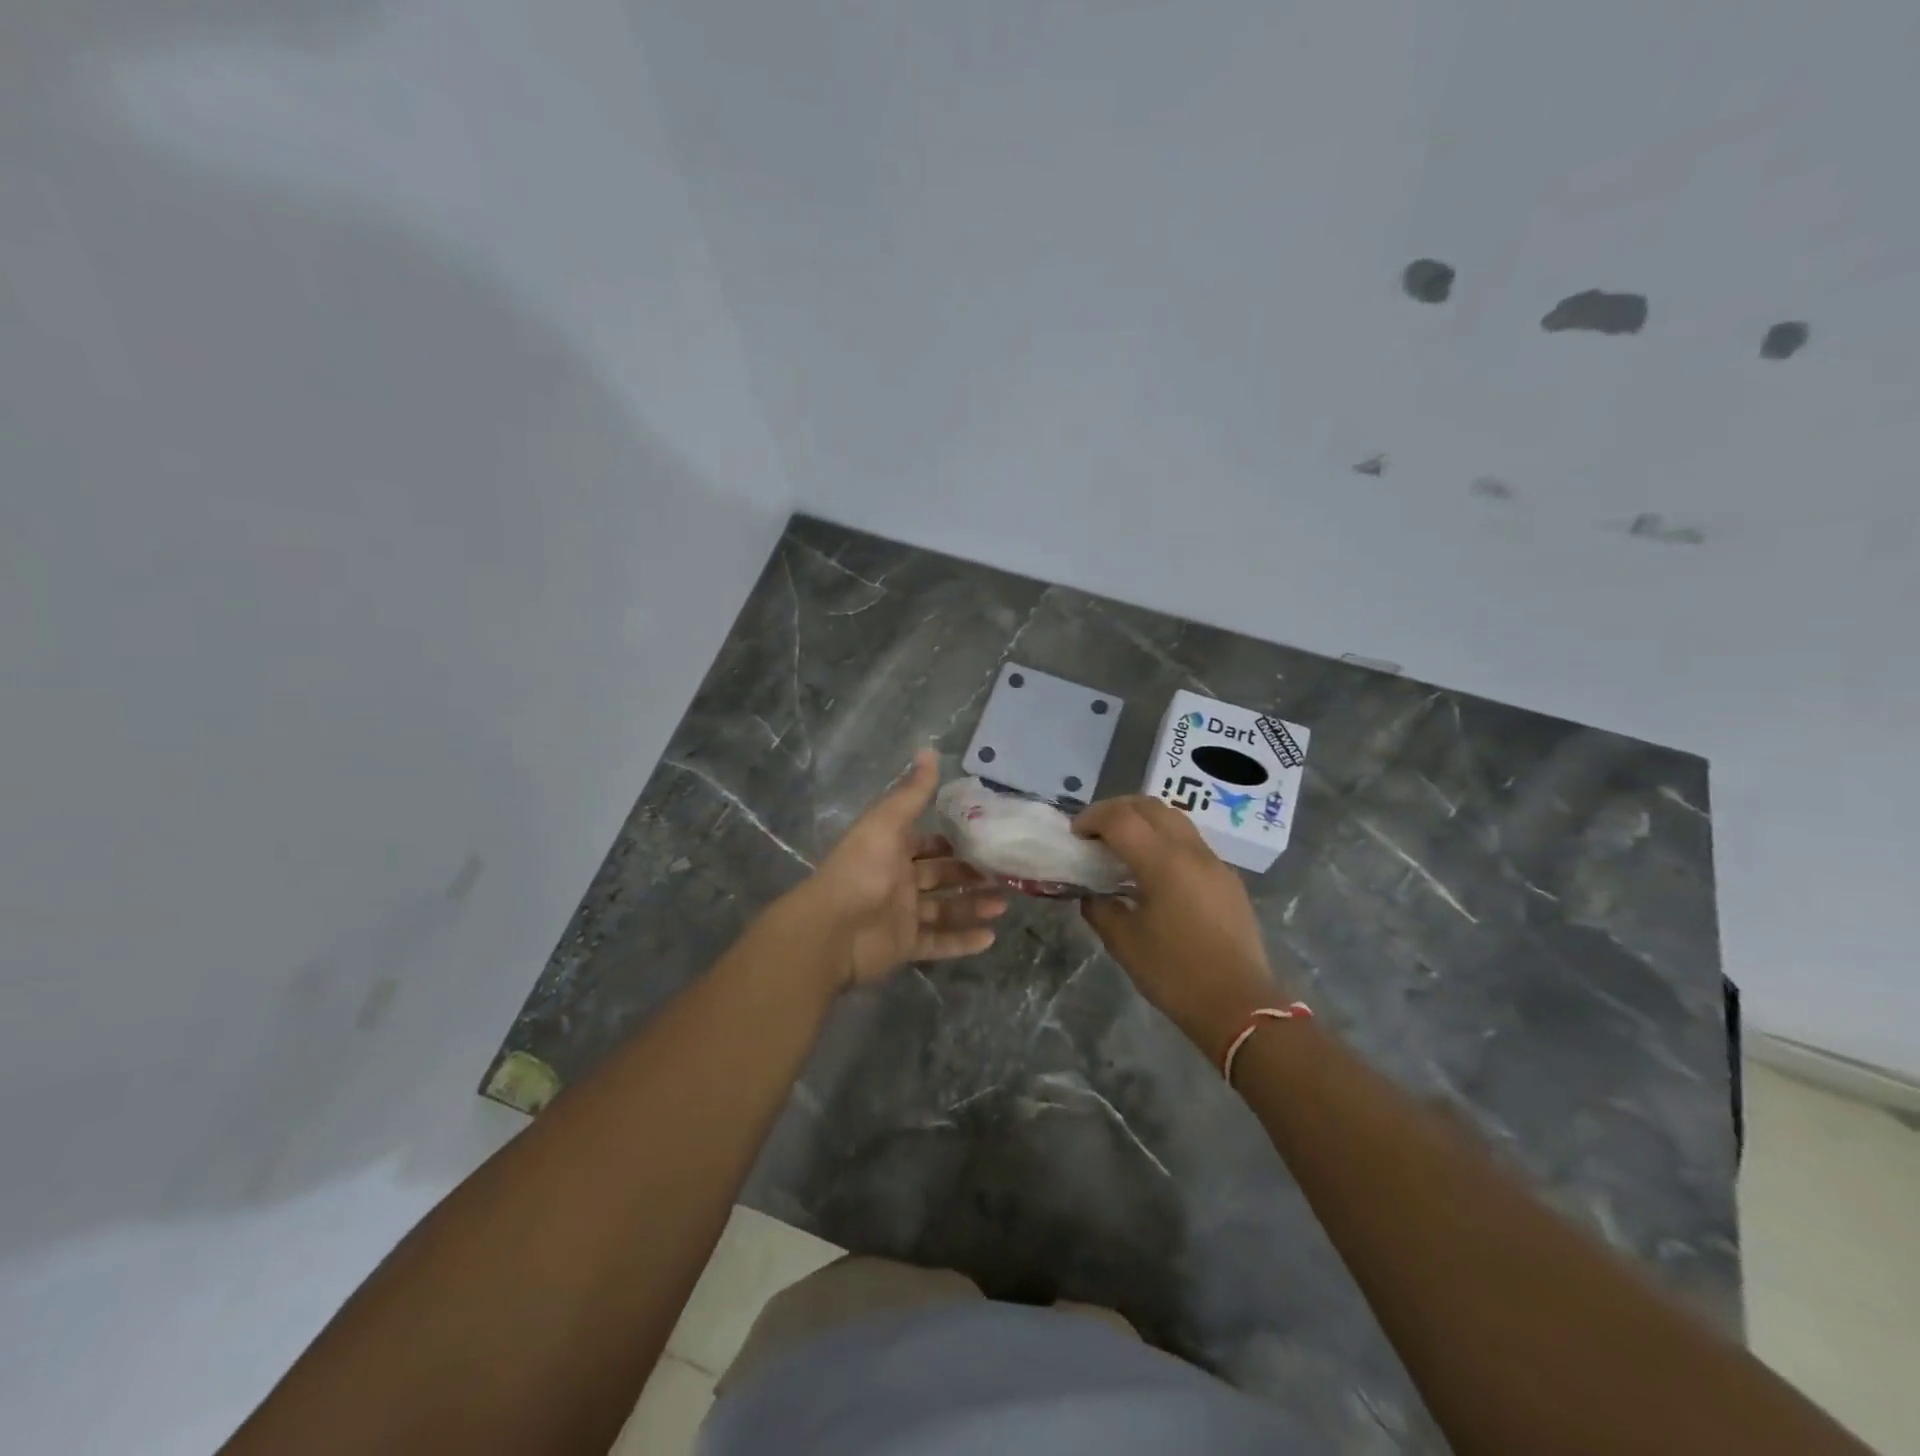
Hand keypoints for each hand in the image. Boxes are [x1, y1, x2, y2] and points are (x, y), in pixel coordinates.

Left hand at [793, 749, 1006, 988]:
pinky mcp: (905, 946)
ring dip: (973, 906)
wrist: (833, 929)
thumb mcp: (887, 822)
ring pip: (944, 909)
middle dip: (970, 875)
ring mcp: (901, 915)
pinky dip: (963, 941)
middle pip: (940, 876)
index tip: (985, 838)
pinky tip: (990, 938)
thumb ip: (912, 792)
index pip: (926, 843)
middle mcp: (897, 880)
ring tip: (1003, 904)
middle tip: (1004, 874)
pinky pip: (938, 943)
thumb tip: (929, 749)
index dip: (952, 841)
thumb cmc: (862, 869)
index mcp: (891, 849)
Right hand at [1073, 796, 1287, 1049]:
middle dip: (1116, 810)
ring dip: (1143, 820)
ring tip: (1122, 846)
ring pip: (1174, 819)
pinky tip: (1153, 870)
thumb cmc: (1175, 975)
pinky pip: (1190, 842)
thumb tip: (1092, 894)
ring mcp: (1214, 862)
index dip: (1092, 818)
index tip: (1074, 835)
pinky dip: (1164, 839)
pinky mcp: (1227, 879)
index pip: (1120, 818)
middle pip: (1150, 806)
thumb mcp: (1124, 943)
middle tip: (1094, 832)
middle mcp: (1191, 851)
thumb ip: (1100, 909)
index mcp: (1162, 862)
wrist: (1240, 1006)